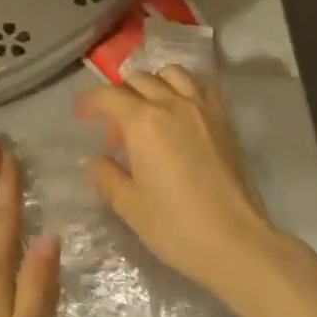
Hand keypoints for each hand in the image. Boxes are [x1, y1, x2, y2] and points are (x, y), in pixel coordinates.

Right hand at [75, 67, 281, 297]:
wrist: (235, 242)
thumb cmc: (175, 226)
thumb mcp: (129, 205)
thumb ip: (107, 176)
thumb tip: (99, 160)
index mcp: (143, 122)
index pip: (109, 95)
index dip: (90, 101)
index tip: (80, 113)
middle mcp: (172, 104)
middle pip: (139, 80)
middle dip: (119, 94)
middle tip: (114, 125)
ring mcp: (202, 109)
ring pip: (172, 74)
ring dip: (154, 84)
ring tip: (148, 109)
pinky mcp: (224, 121)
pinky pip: (201, 87)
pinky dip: (184, 89)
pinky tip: (180, 112)